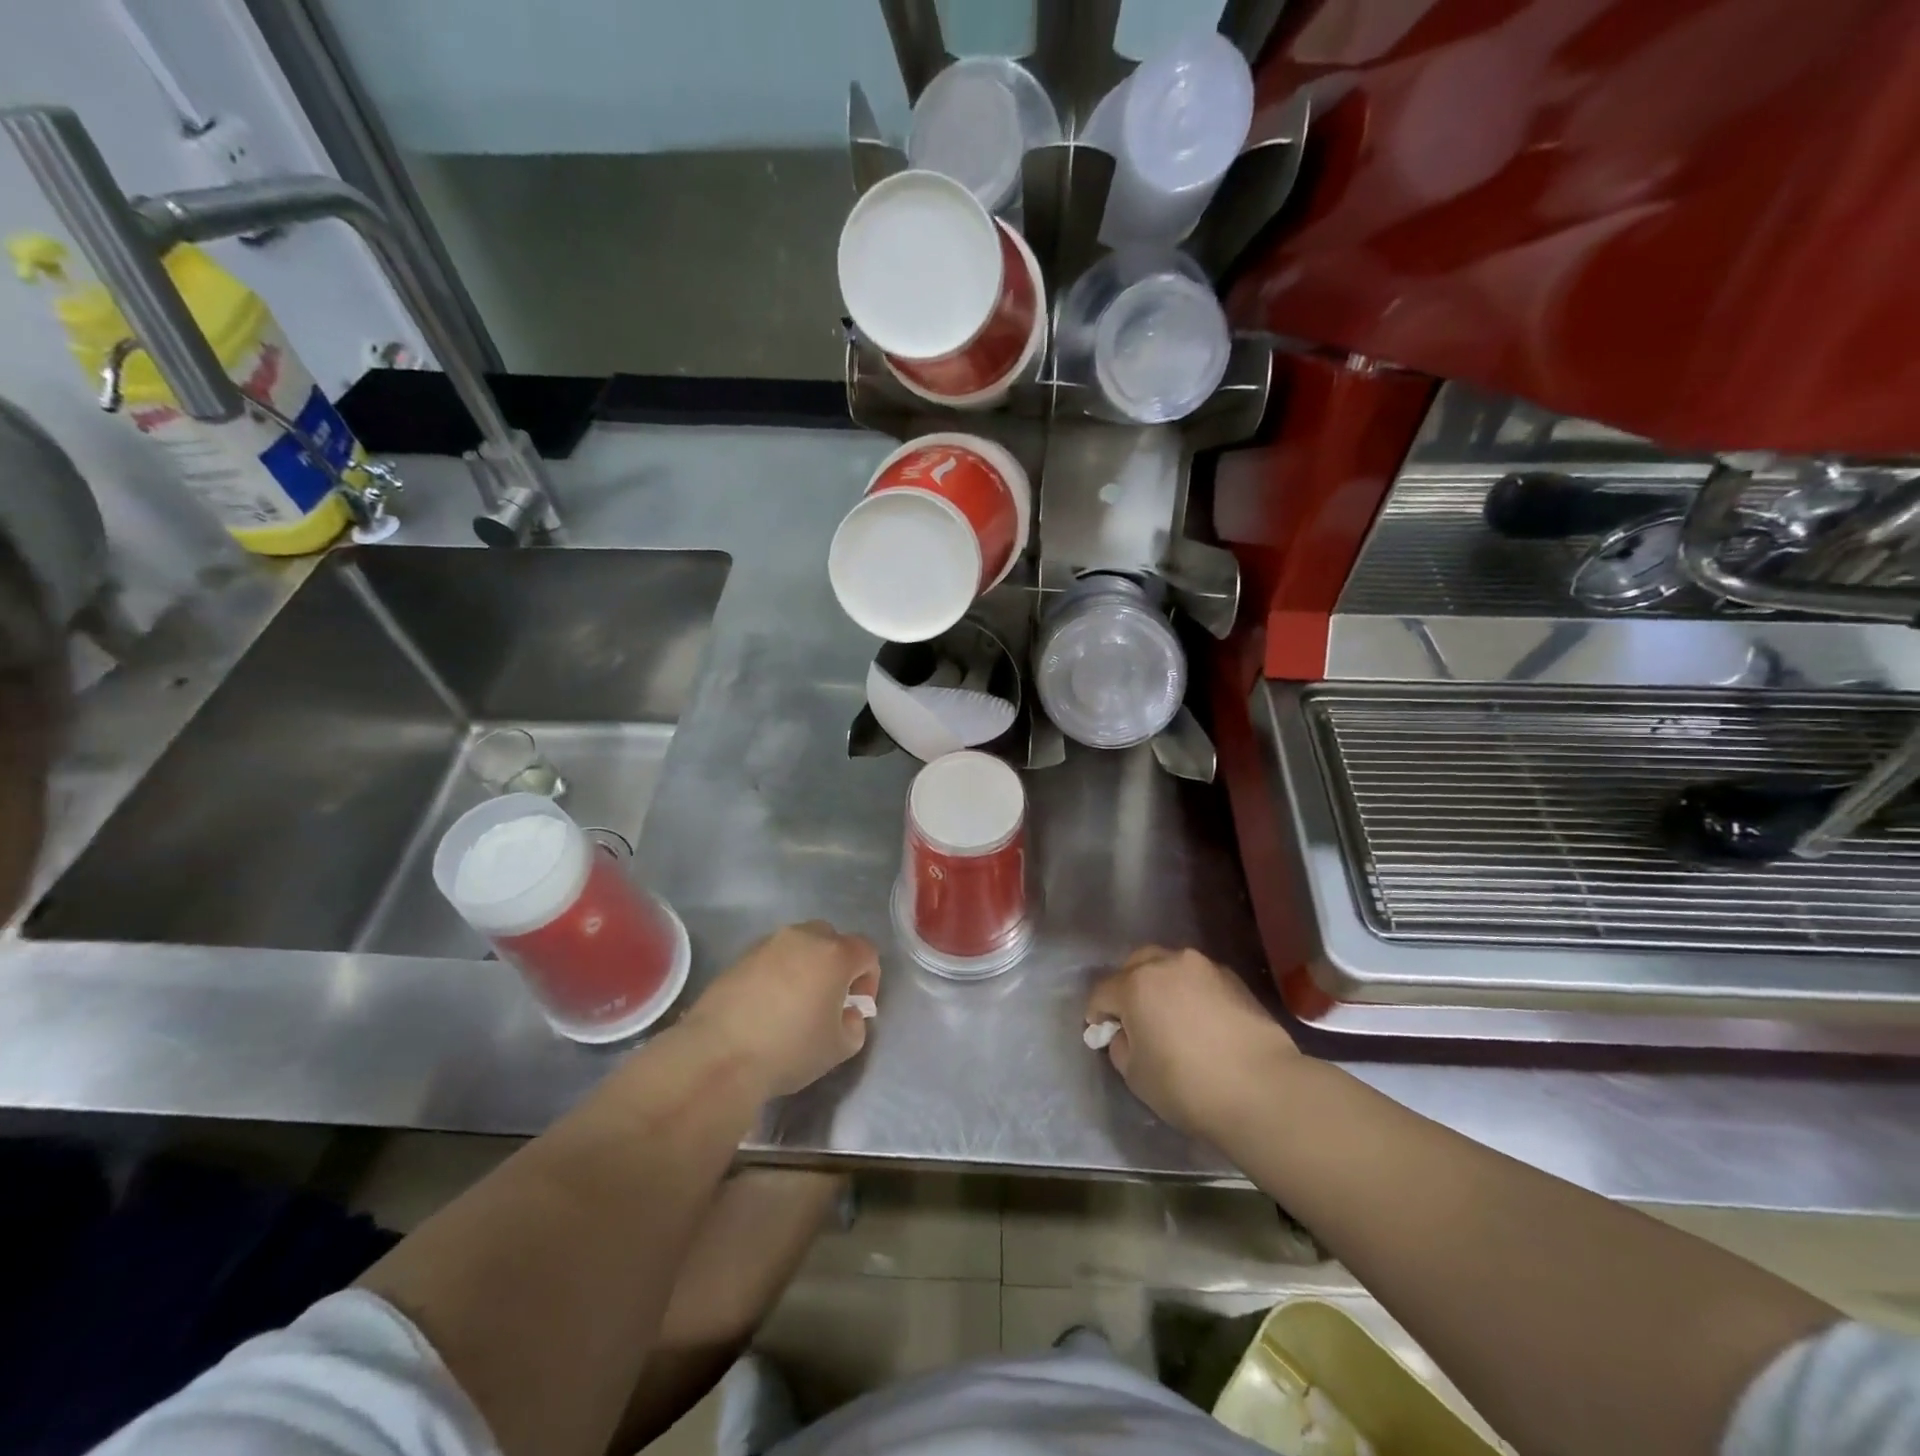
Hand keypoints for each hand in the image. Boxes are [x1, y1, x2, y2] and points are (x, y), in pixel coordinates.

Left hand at [683, 921, 880, 1096]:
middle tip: (829, 999)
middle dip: (837, 964)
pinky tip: (766, 1006)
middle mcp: (803, 938)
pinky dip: (776, 973)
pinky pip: (771, 958)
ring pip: (799, 945)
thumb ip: (855, 1025)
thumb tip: (847, 1014)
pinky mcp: (739, 957)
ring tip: (795, 1003)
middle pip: (832, 939)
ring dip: (805, 966)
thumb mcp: (839, 1048)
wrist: (718, 1056)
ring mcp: (768, 944)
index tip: (856, 1006)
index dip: (869, 978)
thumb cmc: (789, 1050)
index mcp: (835, 955)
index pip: (866, 951)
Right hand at [1086, 946, 1297, 1138]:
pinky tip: (1202, 1020)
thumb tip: (1127, 1034)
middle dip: (1128, 987)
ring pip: (1170, 966)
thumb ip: (1122, 1046)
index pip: (1102, 992)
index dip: (1097, 1014)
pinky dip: (1193, 991)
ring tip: (1171, 1015)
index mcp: (1135, 984)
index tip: (1102, 1033)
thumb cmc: (1188, 1086)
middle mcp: (1167, 963)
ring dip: (1162, 984)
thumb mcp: (1136, 1076)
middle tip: (1135, 1018)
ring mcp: (1204, 967)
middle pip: (1135, 965)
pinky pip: (1200, 978)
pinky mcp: (1234, 979)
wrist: (1263, 1090)